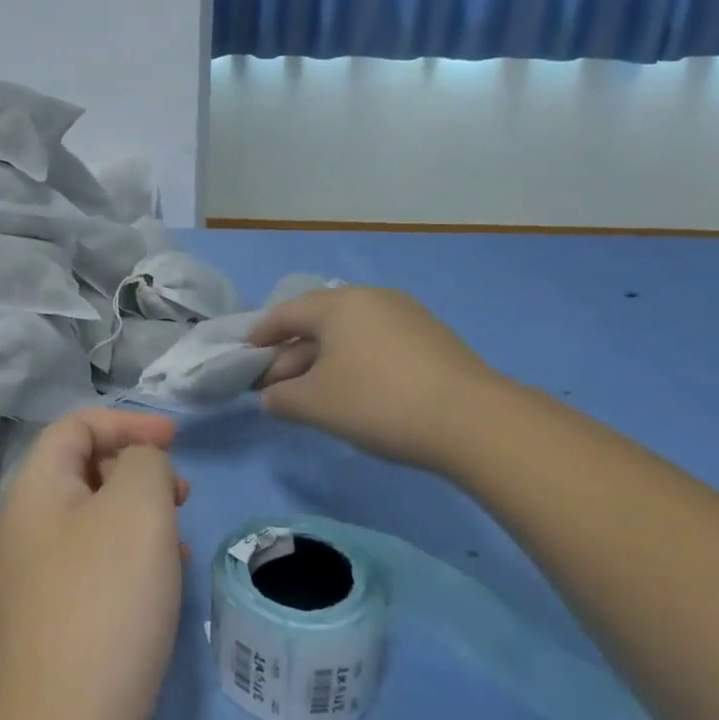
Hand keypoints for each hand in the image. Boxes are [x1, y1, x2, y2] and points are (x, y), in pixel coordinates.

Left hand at [0, 409, 190, 719]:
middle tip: (182, 494)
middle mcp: (24, 524)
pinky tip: (160, 583)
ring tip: (179, 541)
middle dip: (138, 469)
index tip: (177, 440)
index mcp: (35, 487)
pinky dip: (130, 555)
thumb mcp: (138, 505)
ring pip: (94, 518)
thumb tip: (139, 469)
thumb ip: (144, 462)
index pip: (76, 426)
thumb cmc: (106, 596)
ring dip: (140, 515)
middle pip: (83, 469)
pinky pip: (94, 561)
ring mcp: (32, 574)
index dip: (127, 422)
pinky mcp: (50, 616)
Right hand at [248, 287, 507, 473]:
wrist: (472, 420)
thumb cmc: (378, 402)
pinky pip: (375, 343)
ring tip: (313, 394)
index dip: (260, 336)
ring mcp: (405, 315)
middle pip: (317, 322)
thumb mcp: (316, 404)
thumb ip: (281, 398)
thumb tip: (270, 397)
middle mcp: (371, 299)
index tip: (246, 358)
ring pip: (348, 334)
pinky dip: (354, 363)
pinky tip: (354, 392)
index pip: (285, 314)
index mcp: (338, 304)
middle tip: (276, 387)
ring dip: (323, 361)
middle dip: (291, 354)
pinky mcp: (430, 338)